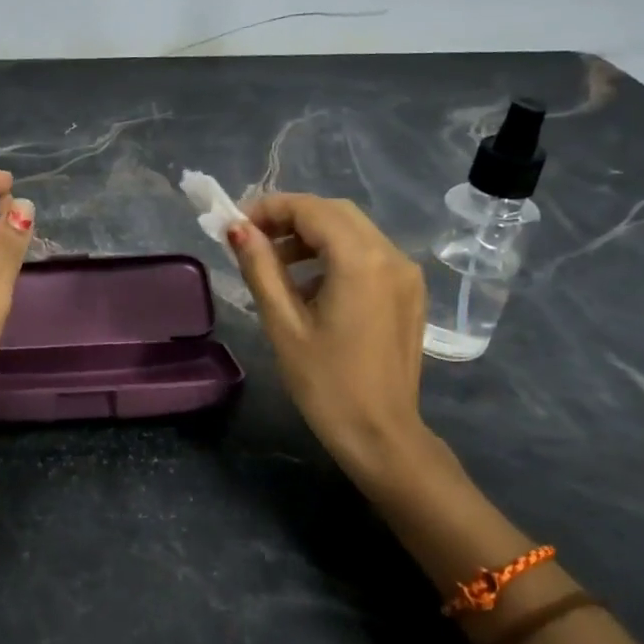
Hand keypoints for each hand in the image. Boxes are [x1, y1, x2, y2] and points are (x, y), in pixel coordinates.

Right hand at [227, 194, 438, 490]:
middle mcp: (391, 256)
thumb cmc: (326, 383)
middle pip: (335, 213)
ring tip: (273, 264)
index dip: (269, 208)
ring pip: (353, 231)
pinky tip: (308, 285)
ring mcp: (406, 274)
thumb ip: (261, 267)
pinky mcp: (408, 292)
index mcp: (361, 261)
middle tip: (251, 240)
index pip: (311, 209)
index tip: (235, 225)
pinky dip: (334, 255)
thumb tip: (238, 229)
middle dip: (290, 218)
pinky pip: (368, 254)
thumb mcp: (283, 323)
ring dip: (311, 236)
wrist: (381, 435)